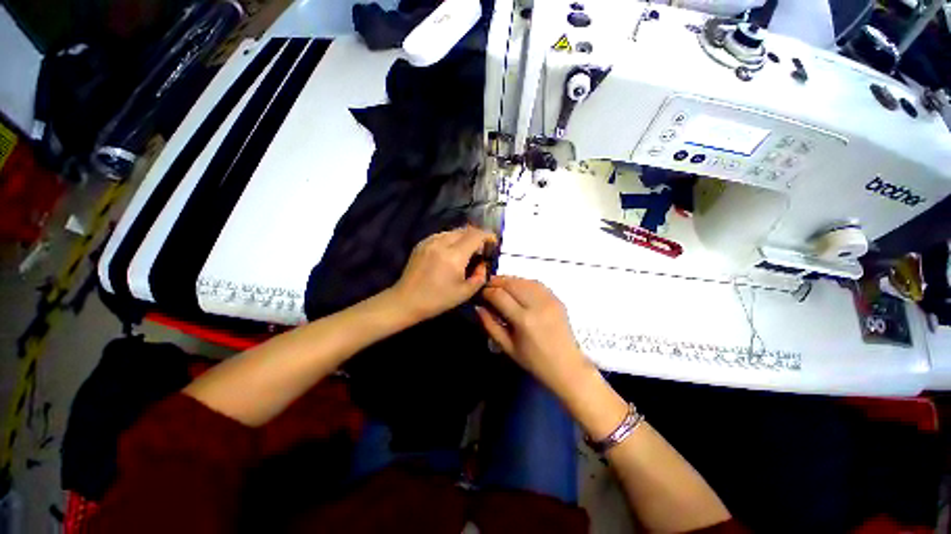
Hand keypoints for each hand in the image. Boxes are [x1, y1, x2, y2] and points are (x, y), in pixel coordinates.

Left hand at [391, 226, 497, 321]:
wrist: (406, 300)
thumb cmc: (437, 300)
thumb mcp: (465, 293)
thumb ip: (480, 276)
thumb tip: (483, 264)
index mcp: (454, 256)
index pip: (476, 235)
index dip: (488, 236)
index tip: (493, 242)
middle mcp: (442, 243)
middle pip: (465, 230)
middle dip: (477, 236)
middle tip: (481, 249)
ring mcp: (430, 241)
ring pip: (453, 231)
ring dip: (464, 237)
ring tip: (467, 251)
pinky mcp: (422, 243)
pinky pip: (442, 235)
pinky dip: (452, 239)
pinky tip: (451, 251)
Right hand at [476, 276, 591, 397]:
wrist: (567, 365)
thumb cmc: (534, 361)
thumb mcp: (507, 347)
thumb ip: (490, 325)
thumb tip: (479, 307)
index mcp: (524, 320)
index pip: (500, 295)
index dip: (487, 291)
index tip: (481, 293)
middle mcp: (537, 305)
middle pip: (512, 283)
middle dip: (496, 281)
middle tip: (487, 286)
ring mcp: (549, 300)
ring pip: (524, 280)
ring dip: (509, 280)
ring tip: (500, 285)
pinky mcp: (556, 299)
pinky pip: (536, 284)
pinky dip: (523, 282)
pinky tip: (517, 287)